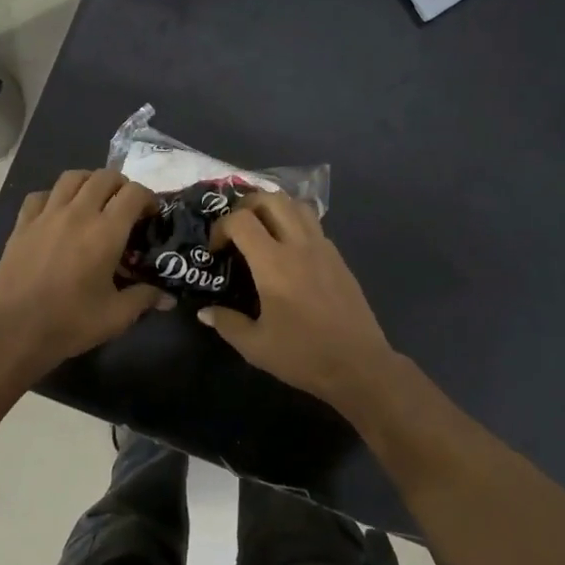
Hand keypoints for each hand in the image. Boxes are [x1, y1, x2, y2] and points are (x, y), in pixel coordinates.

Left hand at [0, 169, 171, 376]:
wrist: (14, 331)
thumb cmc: (70, 323)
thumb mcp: (116, 316)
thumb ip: (144, 298)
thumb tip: (169, 297)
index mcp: (105, 232)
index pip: (133, 193)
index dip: (148, 198)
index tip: (151, 215)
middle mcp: (78, 213)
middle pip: (104, 177)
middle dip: (121, 185)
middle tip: (125, 206)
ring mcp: (46, 216)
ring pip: (72, 177)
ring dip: (89, 182)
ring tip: (93, 200)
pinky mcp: (22, 225)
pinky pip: (40, 195)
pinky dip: (54, 197)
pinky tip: (57, 213)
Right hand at [199, 191, 396, 407]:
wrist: (359, 365)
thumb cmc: (303, 355)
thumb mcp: (255, 346)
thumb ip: (227, 323)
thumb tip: (205, 311)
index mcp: (274, 264)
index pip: (241, 220)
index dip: (220, 227)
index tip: (215, 251)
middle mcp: (299, 245)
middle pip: (270, 199)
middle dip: (245, 206)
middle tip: (236, 230)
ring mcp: (323, 248)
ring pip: (296, 205)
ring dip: (273, 209)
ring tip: (261, 232)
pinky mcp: (338, 257)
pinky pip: (313, 224)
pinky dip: (294, 224)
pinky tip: (288, 252)